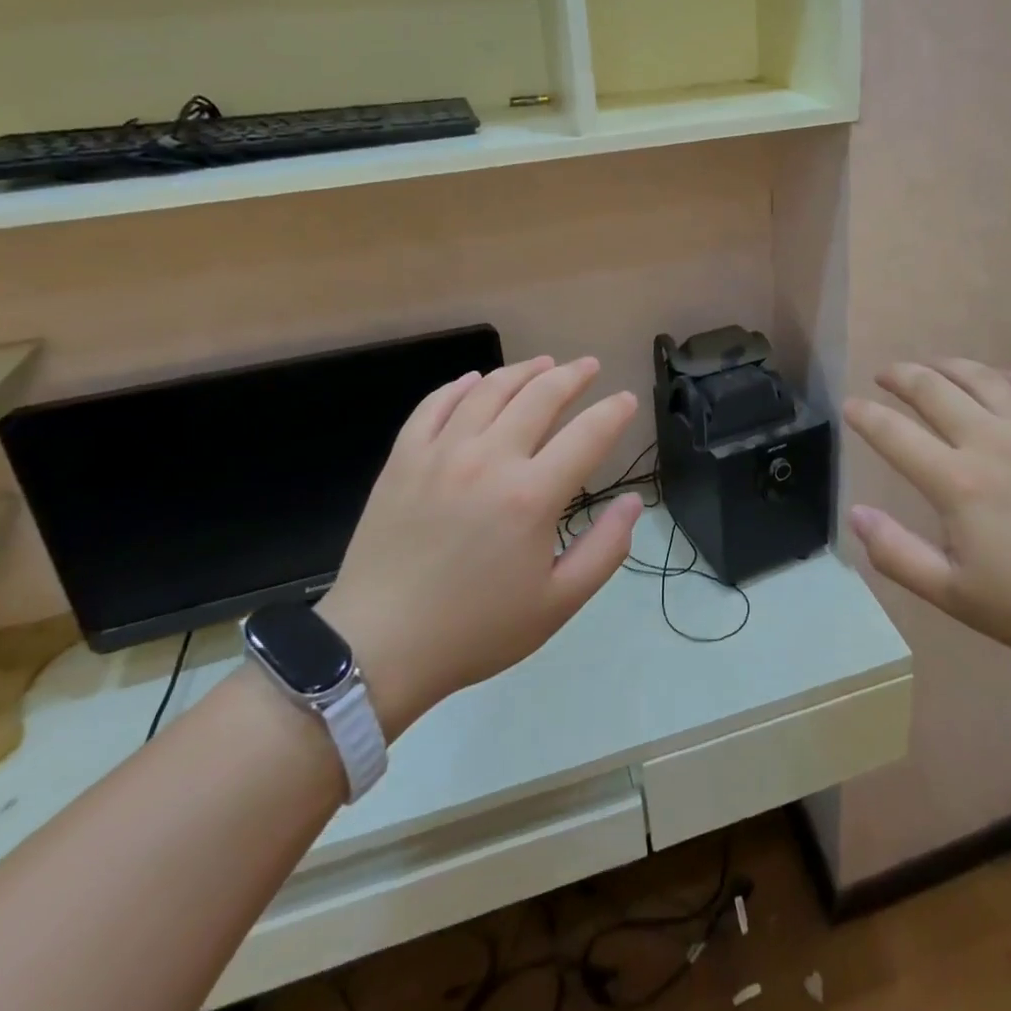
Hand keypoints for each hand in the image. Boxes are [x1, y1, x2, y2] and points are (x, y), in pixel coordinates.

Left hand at [318, 357, 639, 720]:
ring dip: (523, 370)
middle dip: (572, 375)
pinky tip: (475, 380)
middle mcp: (489, 459)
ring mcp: (441, 452)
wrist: (378, 647)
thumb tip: (632, 503)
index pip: (588, 434)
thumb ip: (605, 550)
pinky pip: (435, 404)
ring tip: (543, 363)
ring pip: (489, 390)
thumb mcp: (557, 604)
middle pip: (540, 396)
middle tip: (588, 367)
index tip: (627, 399)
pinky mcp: (403, 458)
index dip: (614, 412)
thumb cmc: (475, 629)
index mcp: (532, 495)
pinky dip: (460, 385)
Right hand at [843, 360, 1010, 671]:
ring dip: (947, 366)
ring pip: (981, 377)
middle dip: (900, 377)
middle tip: (885, 376)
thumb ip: (898, 554)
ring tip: (931, 367)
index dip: (865, 416)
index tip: (850, 407)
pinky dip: (1005, 376)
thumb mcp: (958, 596)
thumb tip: (856, 514)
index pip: (894, 434)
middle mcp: (991, 440)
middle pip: (933, 389)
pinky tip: (999, 382)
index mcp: (957, 482)